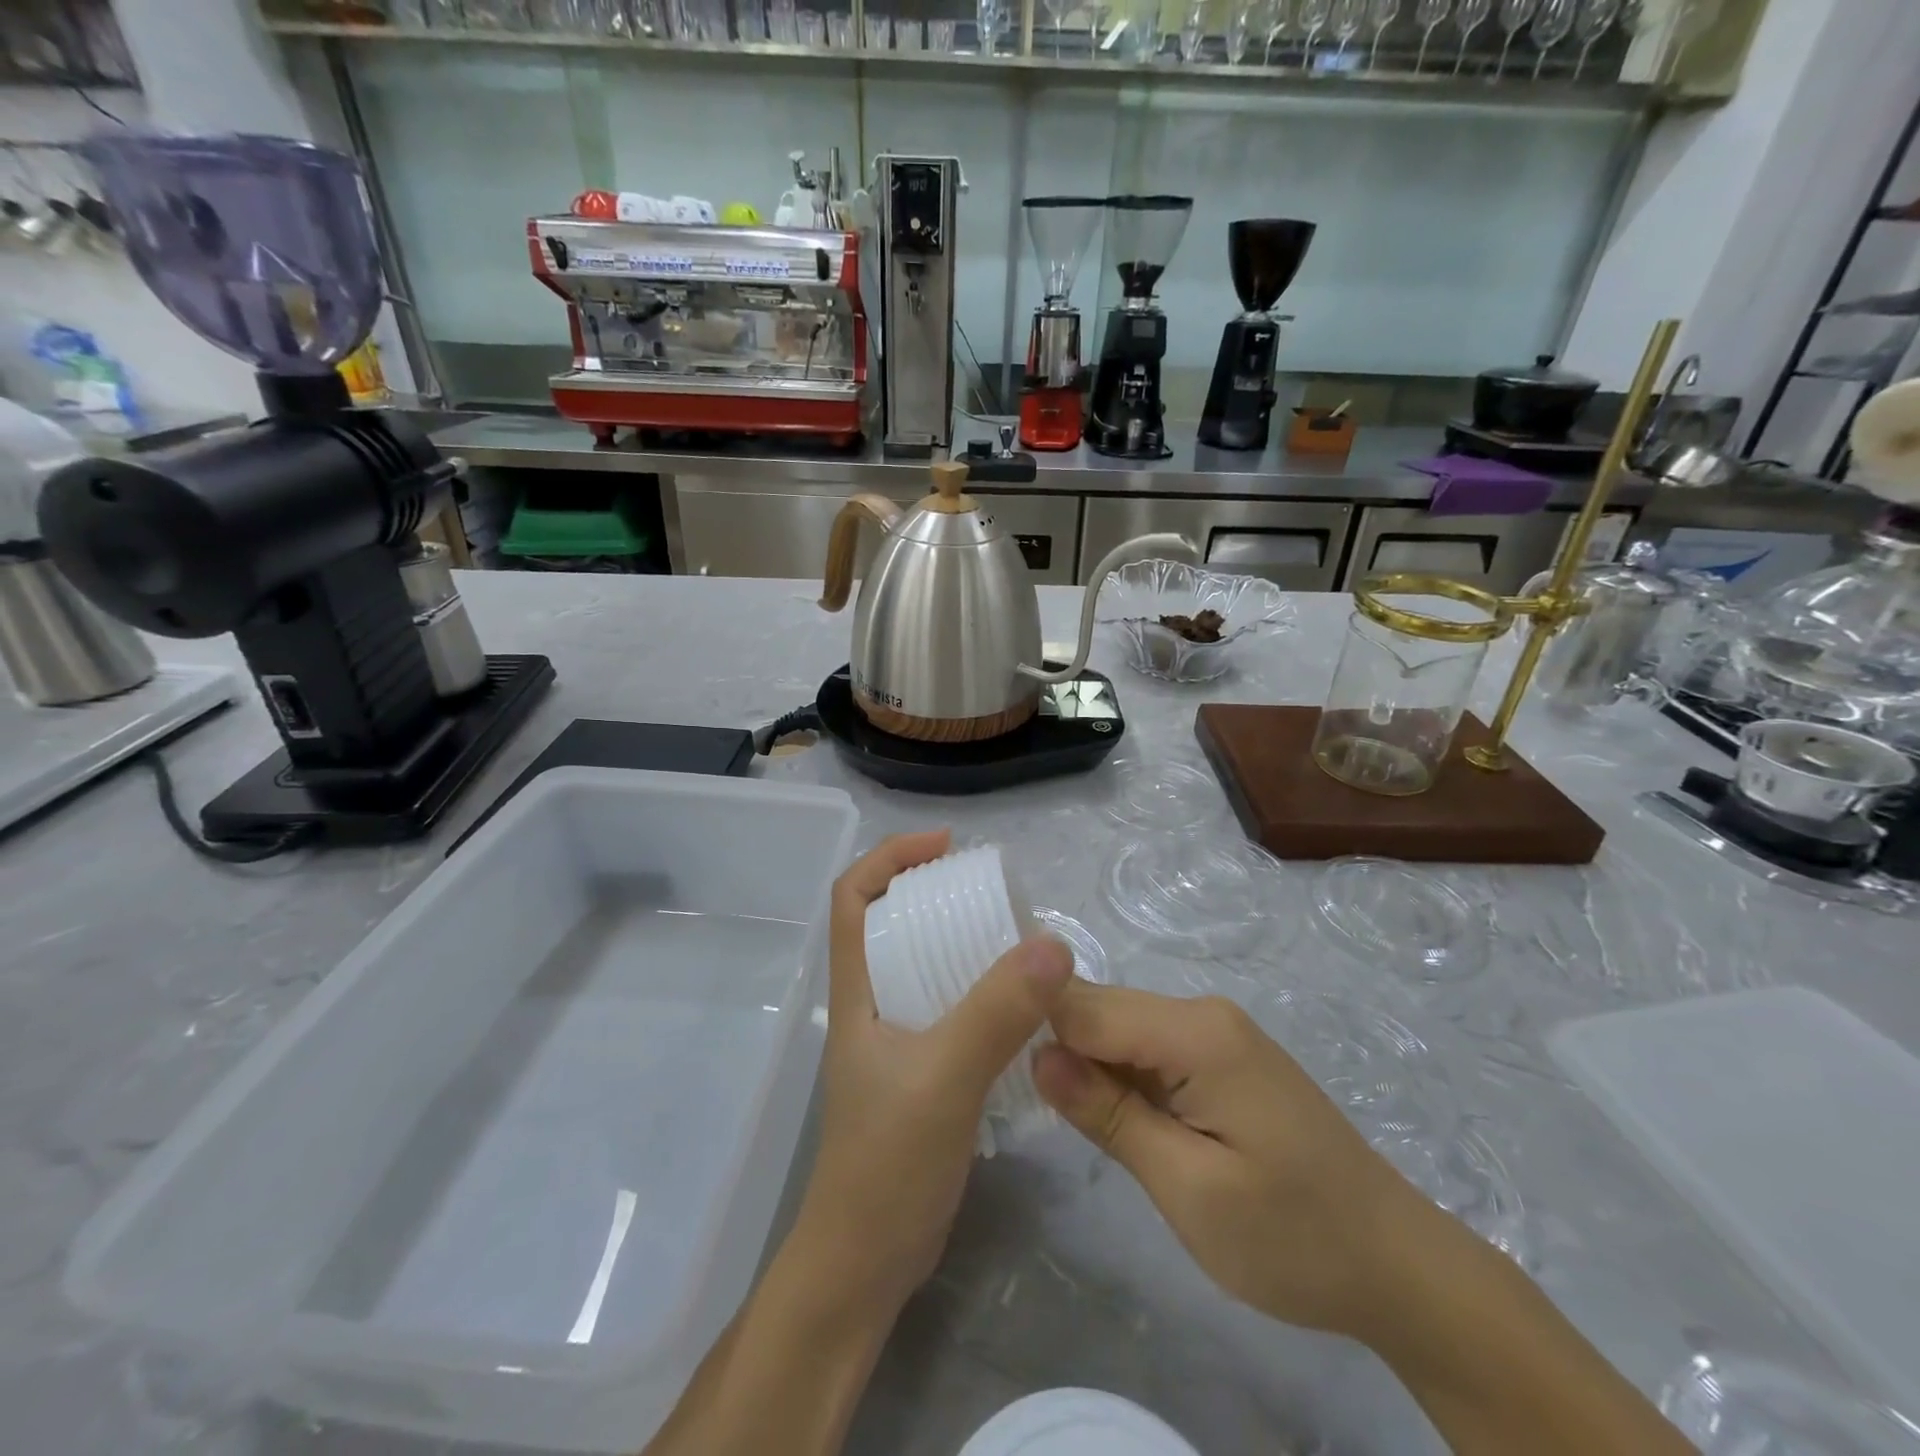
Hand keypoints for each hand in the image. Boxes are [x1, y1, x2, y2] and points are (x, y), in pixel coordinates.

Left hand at [793, 831, 1075, 1320]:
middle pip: (893, 923)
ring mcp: (896, 1040)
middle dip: (935, 892)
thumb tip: (1052, 945)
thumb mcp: (944, 1078)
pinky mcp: (922, 1071)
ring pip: (925, 966)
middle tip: (995, 891)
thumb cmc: (887, 1164)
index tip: (947, 848)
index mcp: (858, 991)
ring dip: (963, 942)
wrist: (866, 1263)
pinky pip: (951, 1008)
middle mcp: (872, 1004)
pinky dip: (982, 990)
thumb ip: (995, 1012)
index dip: (891, 857)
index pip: (852, 898)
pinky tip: (1023, 1004)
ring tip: (1017, 938)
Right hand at [1033, 983, 1431, 1338]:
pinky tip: (1107, 1116)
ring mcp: (1214, 1034)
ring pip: (1120, 1031)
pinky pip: (1147, 1051)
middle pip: (1101, 1011)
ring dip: (1088, 1069)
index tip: (993, 1066)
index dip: (1036, 1029)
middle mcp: (1202, 1013)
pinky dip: (1120, 1080)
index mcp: (1196, 1032)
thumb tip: (1037, 1056)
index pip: (1085, 1006)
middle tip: (1025, 1107)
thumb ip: (1110, 1115)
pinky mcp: (1219, 1058)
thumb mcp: (1189, 1189)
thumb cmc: (1293, 1236)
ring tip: (1059, 1116)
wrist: (1396, 1265)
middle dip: (1060, 1050)